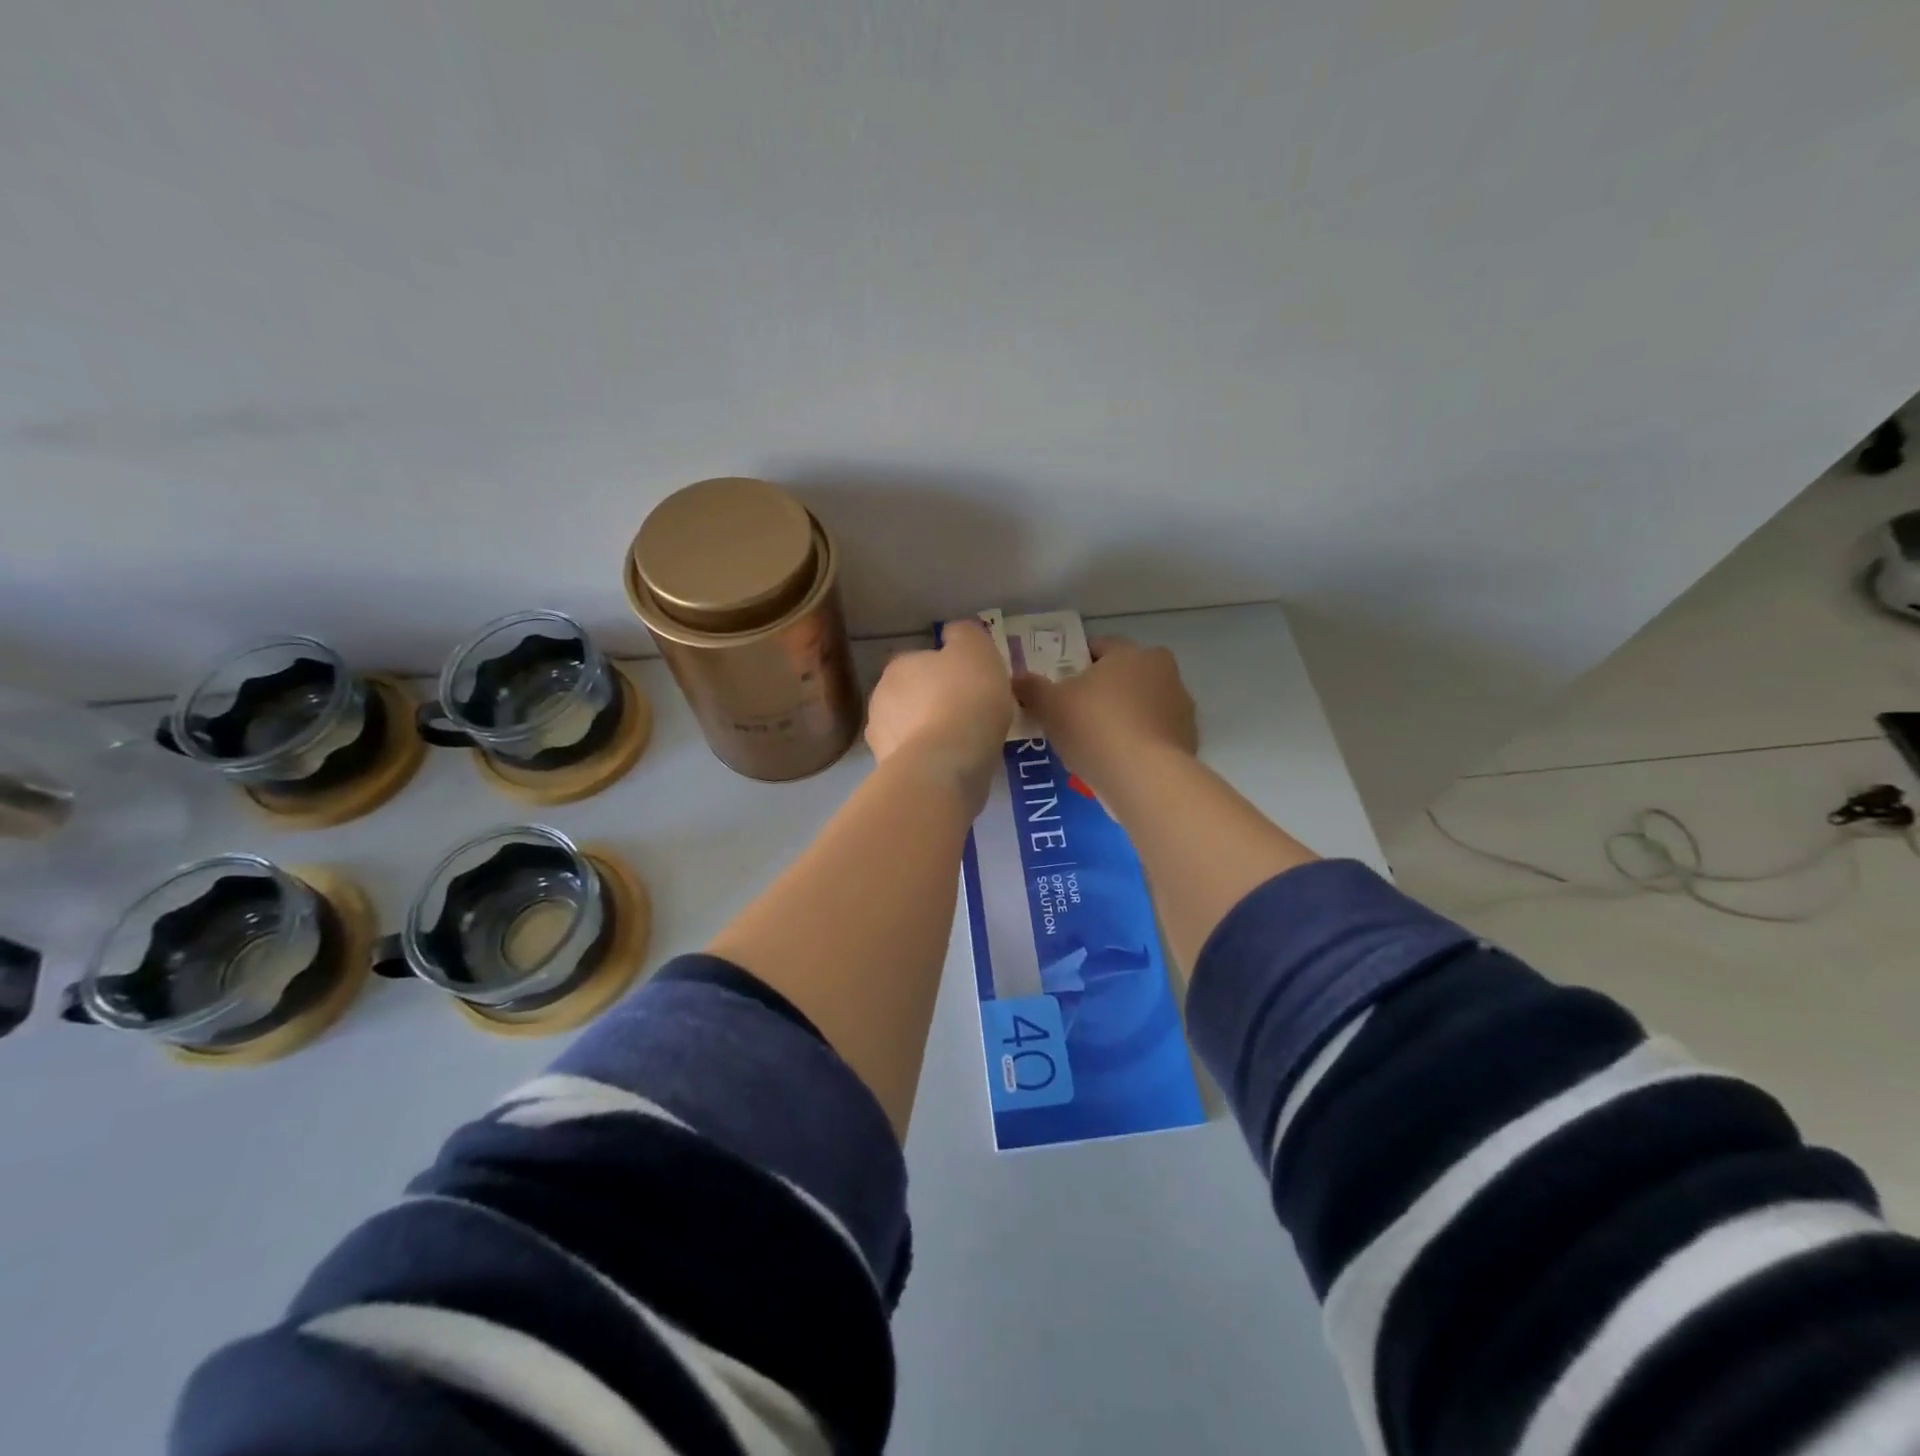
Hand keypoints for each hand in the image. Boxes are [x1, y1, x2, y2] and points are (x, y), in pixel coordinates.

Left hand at [866, 620, 1013, 811]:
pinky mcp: (888, 771)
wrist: (945, 763)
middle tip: (968, 713)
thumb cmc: (966, 697)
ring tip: (961, 744)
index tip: (970, 684)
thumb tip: (953, 634)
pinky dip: (929, 759)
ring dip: (928, 732)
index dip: (946, 671)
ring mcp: (880, 738)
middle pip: (911, 695)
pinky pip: (913, 758)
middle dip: (932, 702)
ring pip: (909, 728)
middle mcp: (880, 698)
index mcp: (898, 665)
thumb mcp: (977, 650)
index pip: (919, 661)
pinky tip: (950, 765)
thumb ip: (964, 635)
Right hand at [1012, 637, 1196, 798]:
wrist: (1145, 778)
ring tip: (1096, 743)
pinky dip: (1138, 741)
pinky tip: (1118, 761)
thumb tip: (1017, 679)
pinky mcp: (1188, 739)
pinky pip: (1154, 733)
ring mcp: (1180, 706)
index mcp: (1130, 653)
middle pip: (1124, 675)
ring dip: (1123, 715)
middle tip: (1074, 714)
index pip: (1099, 647)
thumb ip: (1031, 688)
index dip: (1075, 662)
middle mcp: (1162, 671)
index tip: (1059, 684)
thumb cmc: (1095, 728)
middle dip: (1102, 690)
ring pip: (1141, 704)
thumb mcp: (1050, 706)